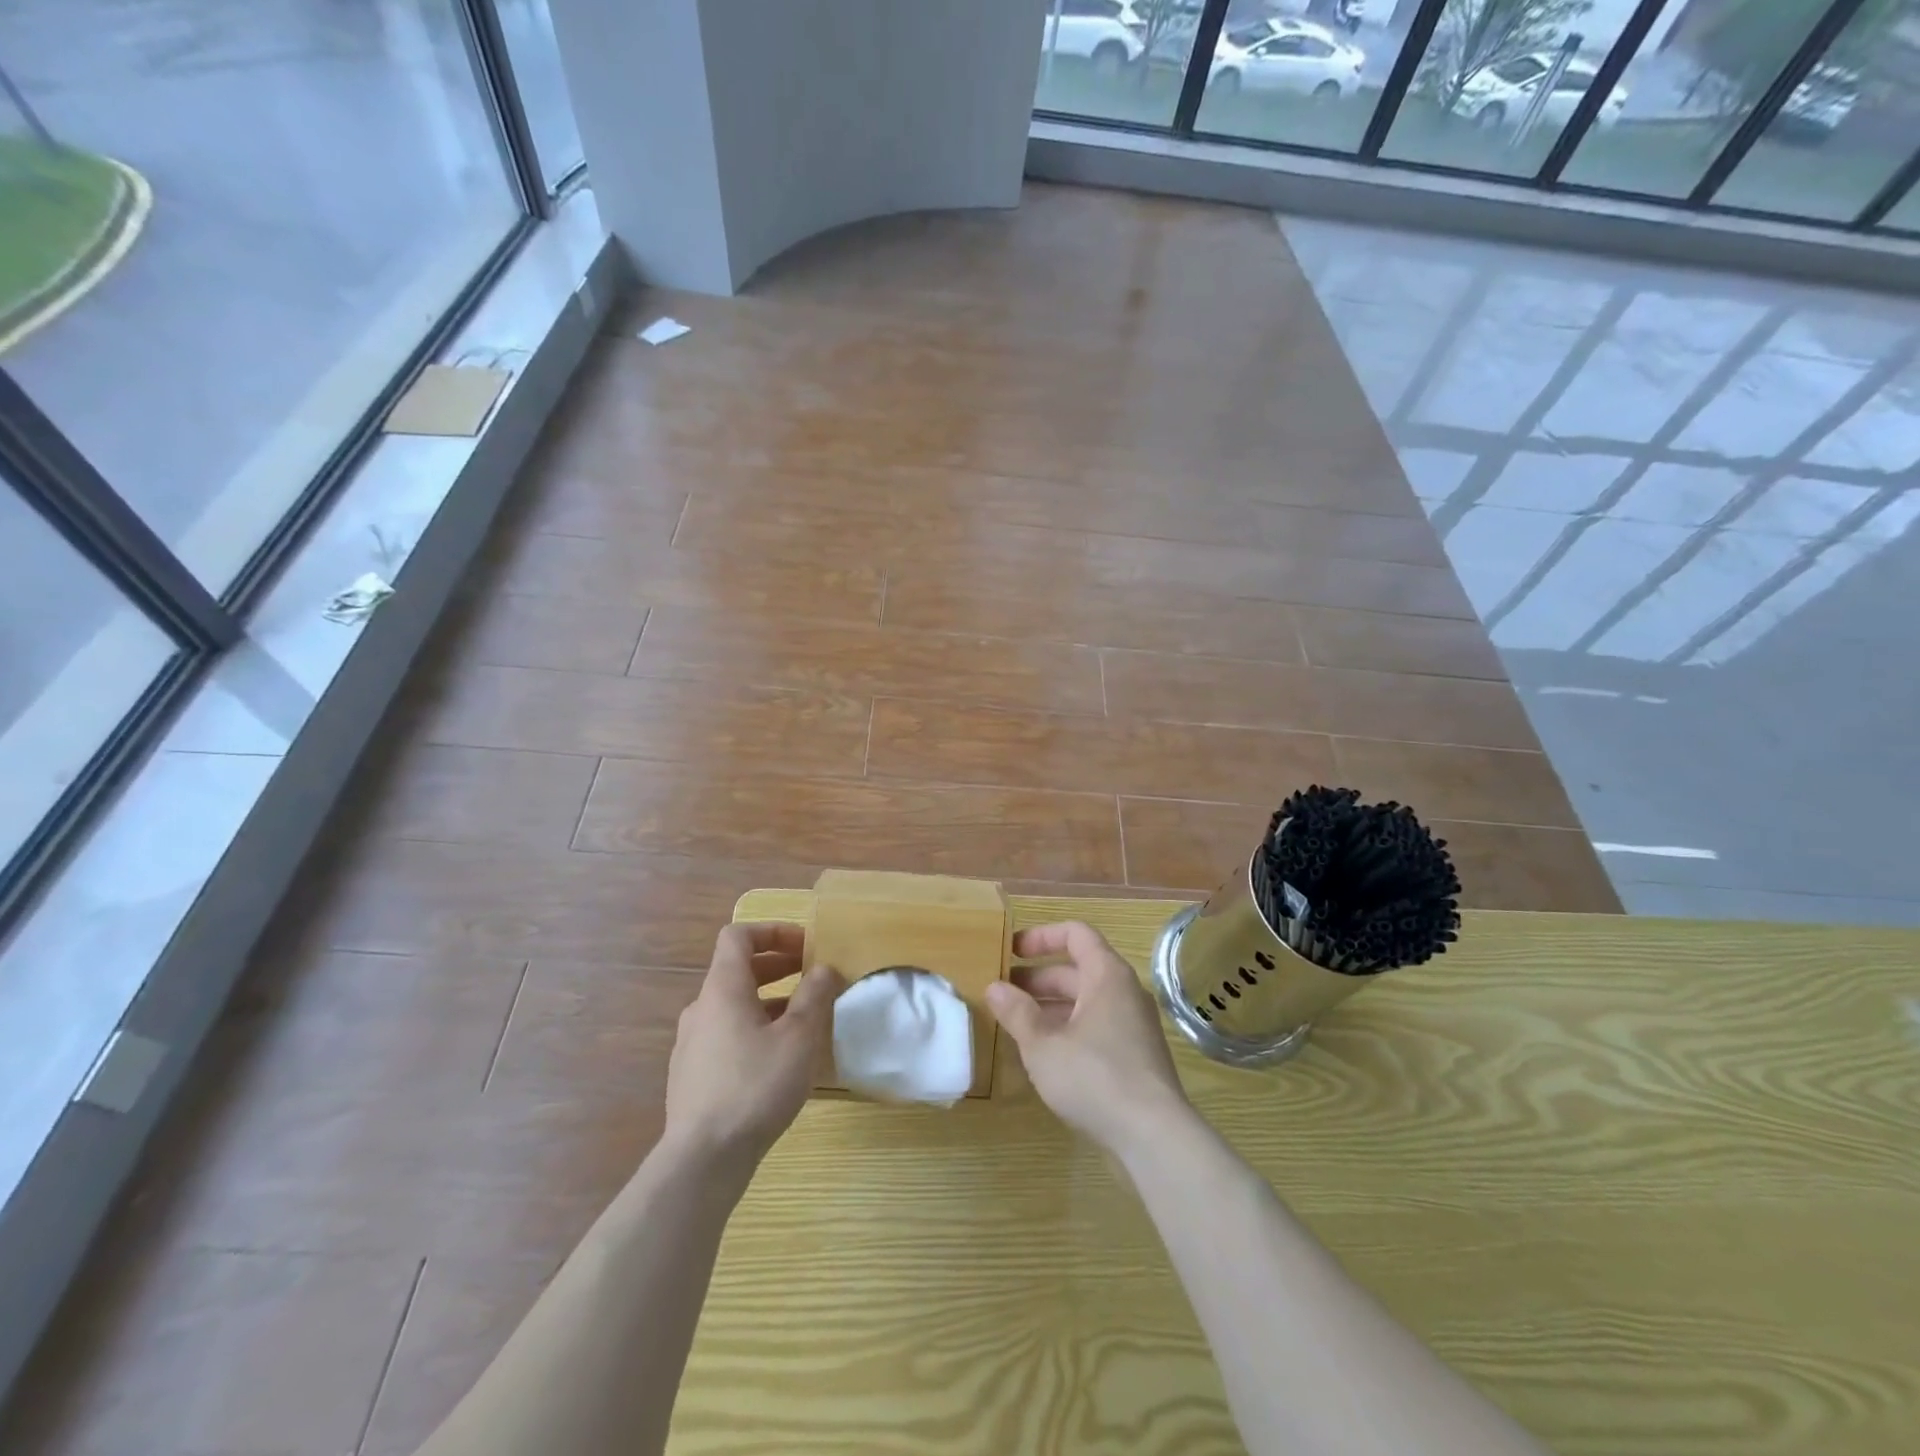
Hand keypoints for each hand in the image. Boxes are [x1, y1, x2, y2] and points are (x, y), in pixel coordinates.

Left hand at [663, 923, 842, 1172]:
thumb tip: (824, 968)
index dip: (772, 931)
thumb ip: (814, 996)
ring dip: (768, 1001)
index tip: (805, 945)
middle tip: (813, 977)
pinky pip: (726, 1035)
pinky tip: (778, 1060)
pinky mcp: (691, 1075)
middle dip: (778, 966)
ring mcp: (691, 1044)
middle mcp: (701, 1008)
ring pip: (733, 1006)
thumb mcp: (799, 1037)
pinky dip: (754, 1029)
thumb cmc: (755, 1086)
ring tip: (803, 1021)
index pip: (738, 936)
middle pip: (737, 970)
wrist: (702, 1160)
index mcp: (723, 989)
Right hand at [986, 921, 1192, 1156]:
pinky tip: (1045, 1055)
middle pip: (1078, 969)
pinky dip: (1069, 1029)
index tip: (1011, 951)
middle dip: (1038, 978)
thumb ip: (1017, 1012)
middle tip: (1003, 993)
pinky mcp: (1136, 1056)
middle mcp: (1125, 992)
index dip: (1041, 936)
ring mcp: (1134, 1025)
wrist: (1154, 1135)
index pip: (1075, 934)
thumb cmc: (1094, 1076)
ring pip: (1086, 1002)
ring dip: (1051, 1007)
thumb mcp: (1043, 1045)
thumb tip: (994, 987)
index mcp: (1107, 975)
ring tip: (1017, 1024)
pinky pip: (1097, 1027)